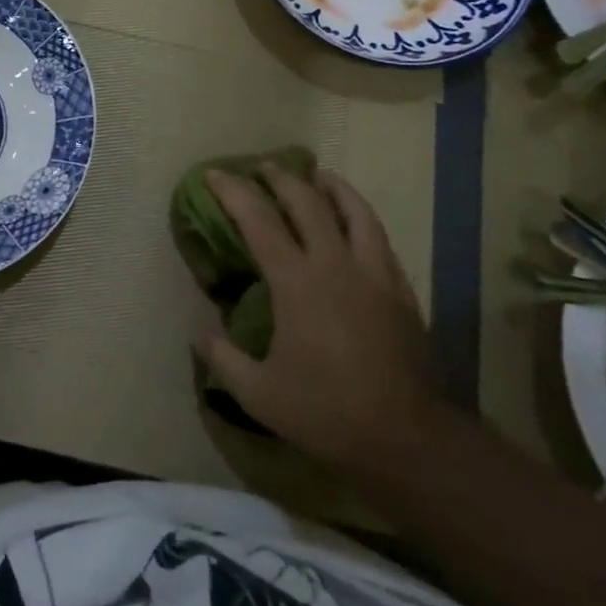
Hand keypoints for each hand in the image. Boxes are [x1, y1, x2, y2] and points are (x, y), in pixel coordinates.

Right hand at [194, 166, 450, 472]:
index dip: (233, 192)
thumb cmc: (326, 411)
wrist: (407, 438)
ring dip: (333, 187)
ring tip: (319, 176)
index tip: (215, 175)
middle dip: (281, 178)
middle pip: (308, 203)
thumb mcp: (258, 393)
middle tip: (263, 166)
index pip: (259, 221)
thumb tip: (198, 330)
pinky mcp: (401, 291)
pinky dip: (361, 219)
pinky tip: (356, 226)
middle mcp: (336, 265)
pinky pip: (380, 239)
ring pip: (355, 212)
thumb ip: (222, 358)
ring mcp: (374, 274)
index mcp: (297, 282)